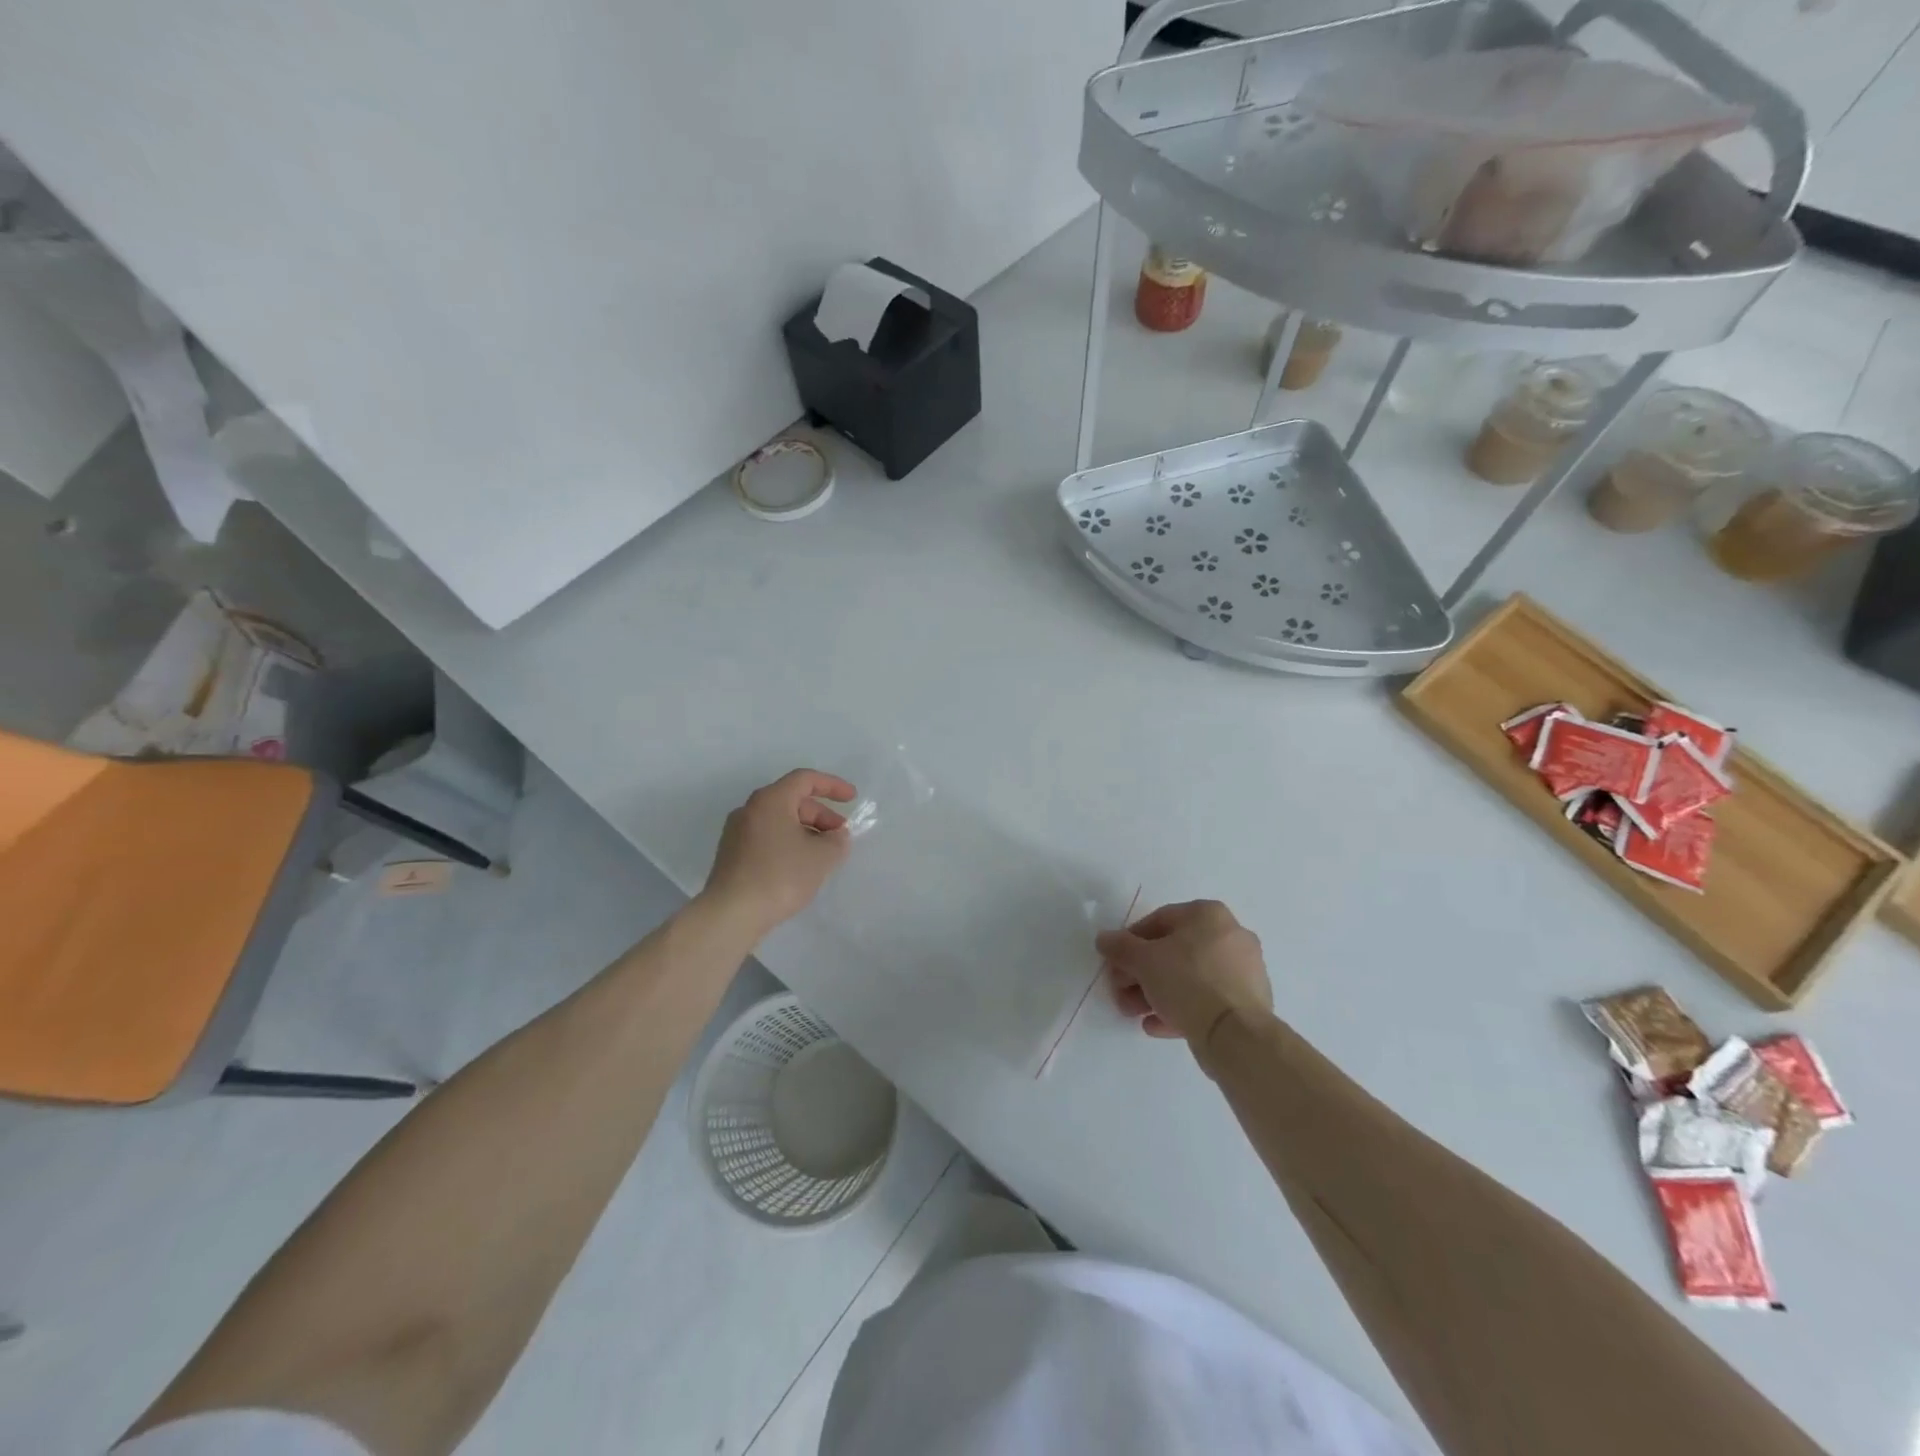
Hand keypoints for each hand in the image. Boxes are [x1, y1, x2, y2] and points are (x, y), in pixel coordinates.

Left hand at [701, 770, 855, 936]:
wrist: (731, 914)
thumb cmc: (780, 876)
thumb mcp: (821, 857)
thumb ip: (837, 841)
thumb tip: (836, 836)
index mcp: (770, 800)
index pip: (805, 779)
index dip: (832, 785)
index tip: (852, 798)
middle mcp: (750, 809)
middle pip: (792, 800)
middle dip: (821, 814)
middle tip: (840, 836)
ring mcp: (737, 833)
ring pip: (779, 821)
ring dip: (806, 831)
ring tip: (823, 854)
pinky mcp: (732, 855)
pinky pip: (767, 838)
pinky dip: (788, 843)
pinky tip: (800, 867)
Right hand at [1096, 900, 1271, 1046]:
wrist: (1235, 1034)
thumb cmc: (1187, 982)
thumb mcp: (1143, 961)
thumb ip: (1120, 947)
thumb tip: (1104, 939)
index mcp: (1209, 915)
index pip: (1158, 920)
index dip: (1130, 942)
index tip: (1115, 963)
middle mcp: (1230, 936)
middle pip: (1173, 952)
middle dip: (1140, 974)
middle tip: (1120, 992)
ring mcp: (1243, 971)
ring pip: (1189, 978)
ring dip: (1155, 993)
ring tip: (1134, 1013)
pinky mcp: (1247, 1003)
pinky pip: (1205, 1000)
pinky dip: (1179, 1009)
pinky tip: (1155, 1026)